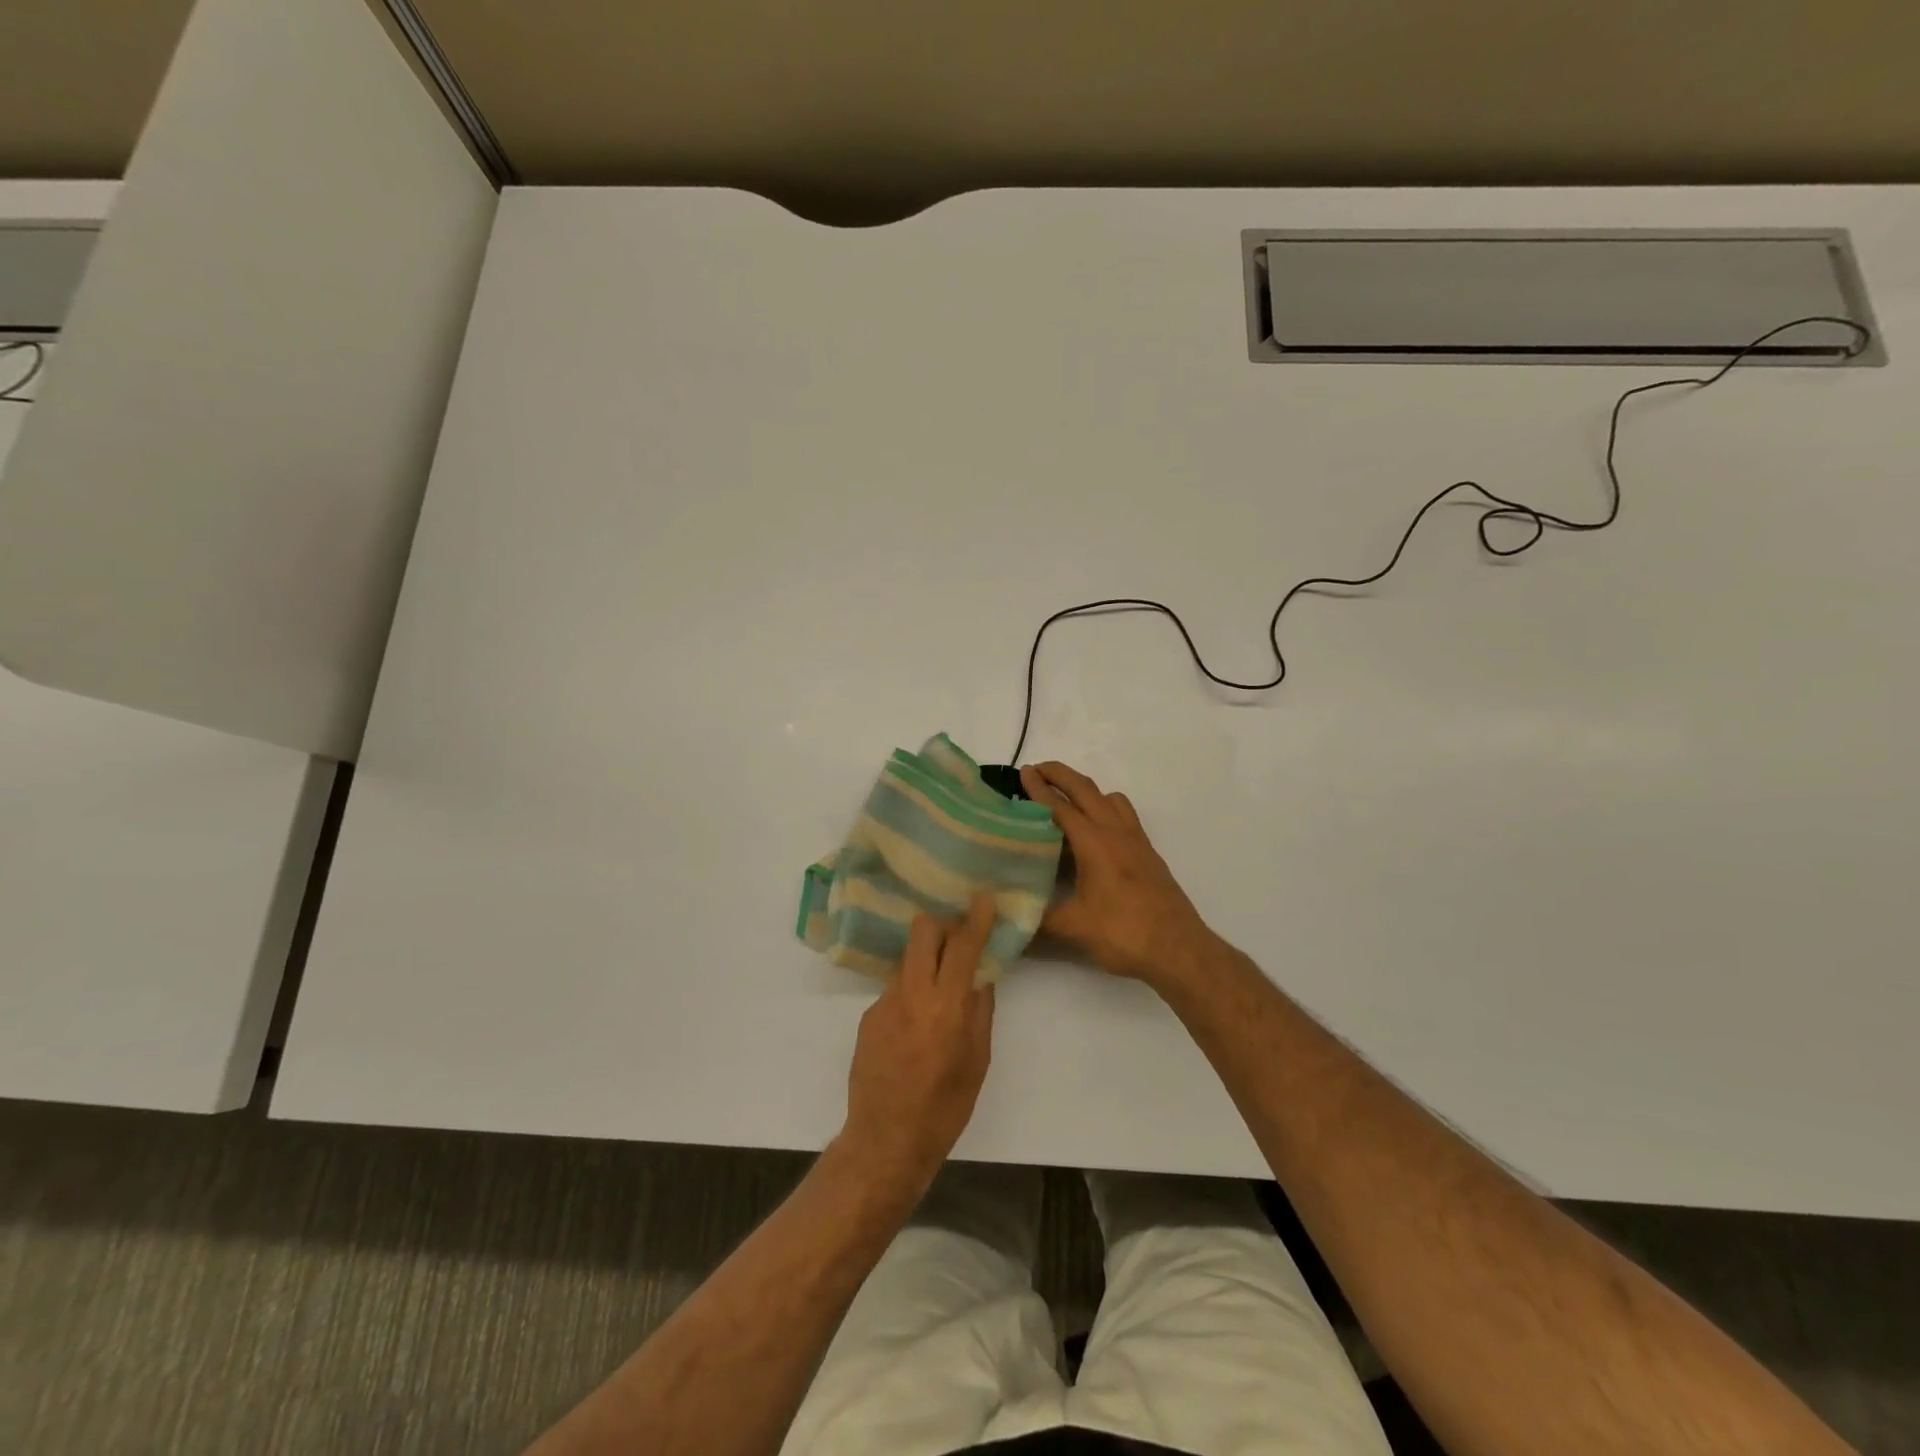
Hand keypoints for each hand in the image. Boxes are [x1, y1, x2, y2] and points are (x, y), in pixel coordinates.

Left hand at [840, 894, 996, 1196]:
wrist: (885, 1141)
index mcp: (946, 1008)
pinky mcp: (868, 1016)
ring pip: (908, 959)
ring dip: (926, 963)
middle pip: (922, 932)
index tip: (983, 899)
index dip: (975, 919)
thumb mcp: (977, 1061)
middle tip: (957, 942)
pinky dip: (911, 994)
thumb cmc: (944, 1108)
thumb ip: (980, 1011)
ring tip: (939, 995)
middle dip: (941, 926)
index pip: (962, 947)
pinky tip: (915, 1028)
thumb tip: (982, 975)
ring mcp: (884, 1003)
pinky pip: (896, 989)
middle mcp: (912, 995)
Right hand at [1021, 761, 1216, 989]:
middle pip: (1086, 790)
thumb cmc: (1124, 933)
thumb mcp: (1074, 928)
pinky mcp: (1148, 854)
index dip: (1038, 789)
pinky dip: (1105, 808)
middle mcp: (1116, 832)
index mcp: (1094, 842)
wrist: (1179, 949)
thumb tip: (1009, 919)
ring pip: (1110, 799)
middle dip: (1061, 775)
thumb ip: (1038, 920)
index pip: (1060, 807)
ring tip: (1067, 799)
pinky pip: (1124, 816)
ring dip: (1086, 790)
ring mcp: (1136, 841)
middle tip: (1038, 770)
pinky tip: (1096, 833)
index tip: (1023, 772)